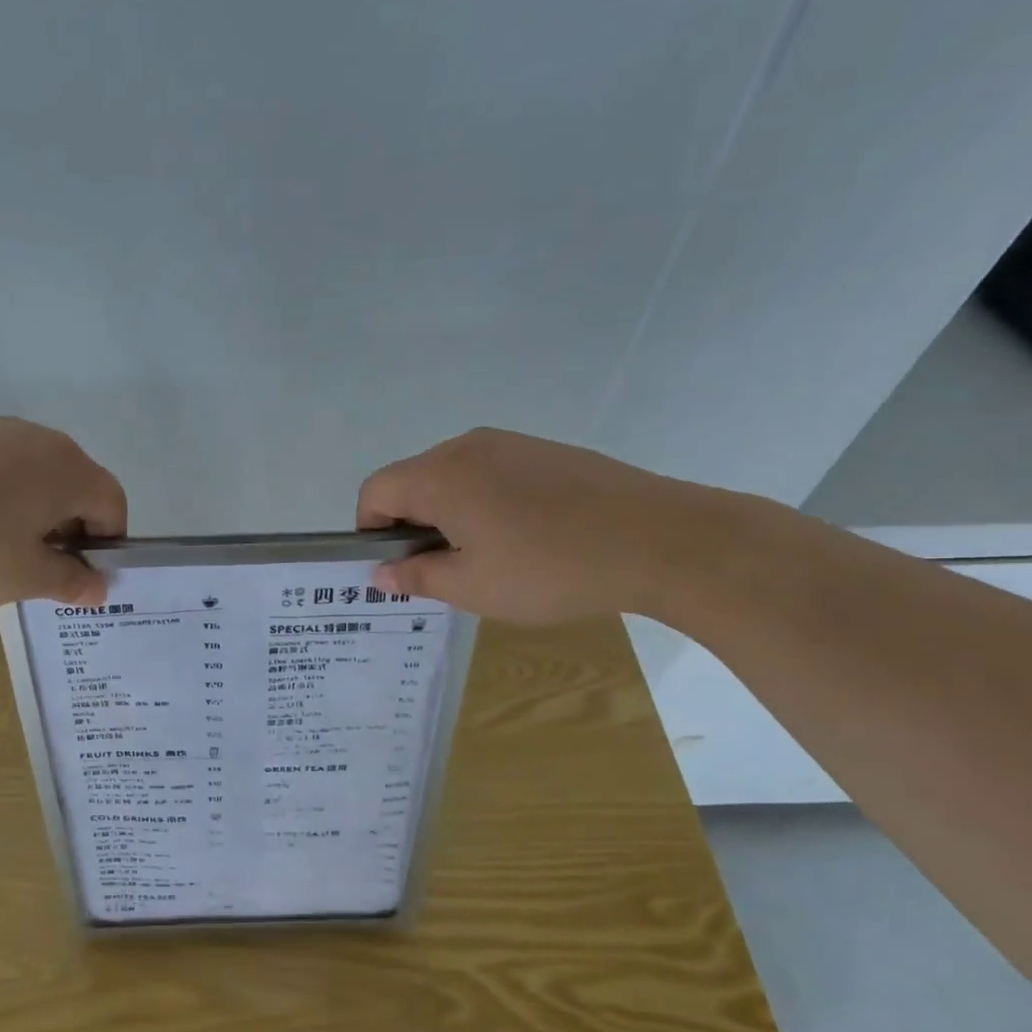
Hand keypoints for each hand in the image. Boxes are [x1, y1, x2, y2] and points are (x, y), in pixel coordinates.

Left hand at [0, 418, 126, 609]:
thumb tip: (99, 587)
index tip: (79, 578)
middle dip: (69, 530)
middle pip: (75, 486)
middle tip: (40, 571)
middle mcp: (38, 439)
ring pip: (34, 478)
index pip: (112, 503)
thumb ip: (70, 582)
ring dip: (33, 516)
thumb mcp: (23, 579)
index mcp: (68, 468)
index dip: (106, 545)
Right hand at [355, 428, 726, 625]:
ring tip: (488, 558)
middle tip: (443, 572)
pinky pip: (491, 473)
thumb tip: (380, 574)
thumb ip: (417, 577)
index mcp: (439, 475)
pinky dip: (485, 503)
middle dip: (411, 525)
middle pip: (412, 481)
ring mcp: (510, 443)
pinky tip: (524, 538)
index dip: (371, 531)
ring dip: (449, 515)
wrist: (660, 538)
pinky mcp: (545, 451)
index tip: (397, 569)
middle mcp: (467, 446)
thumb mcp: (473, 587)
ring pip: (453, 477)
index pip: (375, 492)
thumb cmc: (550, 568)